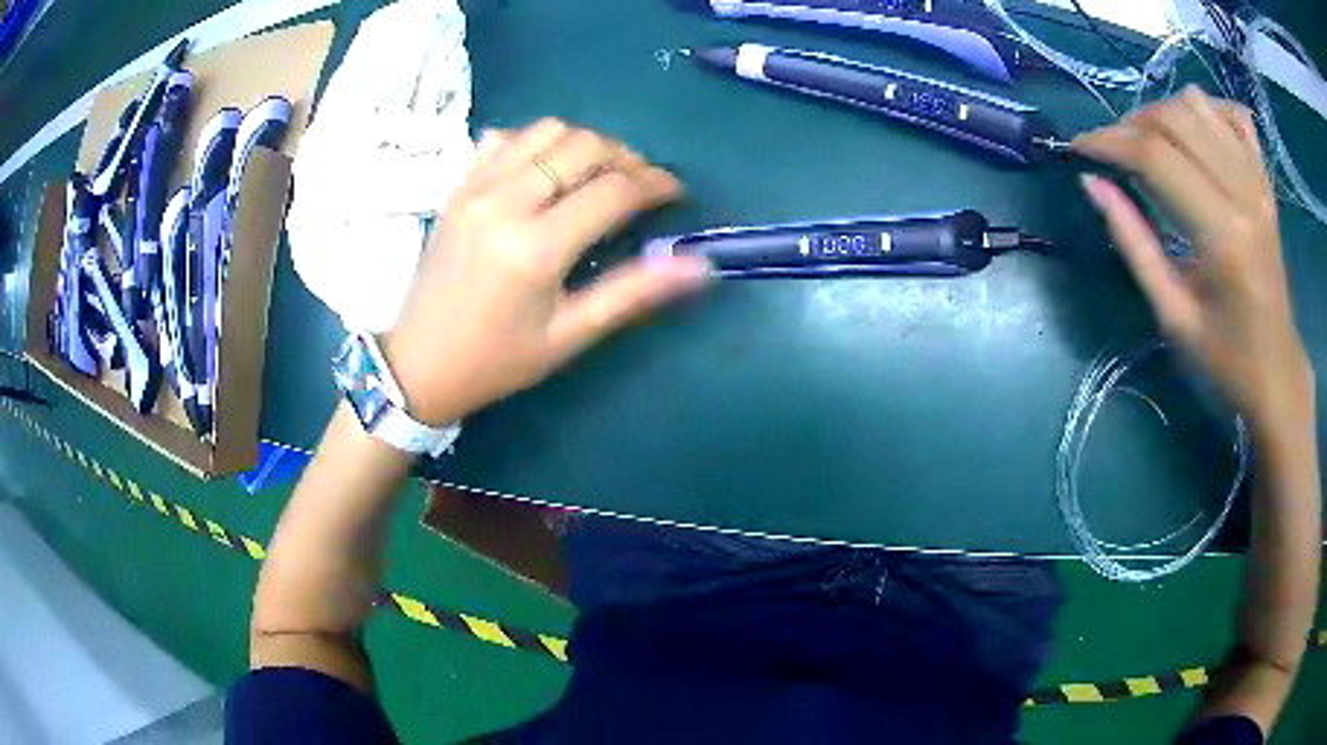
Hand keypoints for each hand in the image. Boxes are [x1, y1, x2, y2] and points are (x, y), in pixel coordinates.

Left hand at [384, 119, 712, 425]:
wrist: (418, 364)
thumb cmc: (497, 360)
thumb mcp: (569, 335)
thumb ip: (633, 292)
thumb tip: (699, 266)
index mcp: (535, 247)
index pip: (614, 190)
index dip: (657, 185)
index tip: (676, 193)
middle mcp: (505, 201)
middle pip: (584, 145)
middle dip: (627, 157)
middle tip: (641, 185)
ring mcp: (476, 186)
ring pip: (547, 129)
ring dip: (585, 143)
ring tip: (599, 173)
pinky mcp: (459, 185)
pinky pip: (506, 137)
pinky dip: (538, 142)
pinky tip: (546, 171)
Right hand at [1073, 87, 1313, 436]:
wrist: (1277, 375)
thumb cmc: (1225, 361)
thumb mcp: (1172, 315)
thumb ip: (1133, 244)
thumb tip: (1091, 184)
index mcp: (1223, 235)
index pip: (1156, 156)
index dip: (1109, 142)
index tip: (1078, 149)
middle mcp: (1243, 195)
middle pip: (1176, 118)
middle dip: (1132, 123)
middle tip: (1113, 149)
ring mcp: (1258, 185)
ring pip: (1201, 105)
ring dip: (1165, 111)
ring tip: (1151, 140)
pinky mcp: (1266, 184)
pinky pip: (1236, 117)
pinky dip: (1210, 110)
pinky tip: (1195, 130)